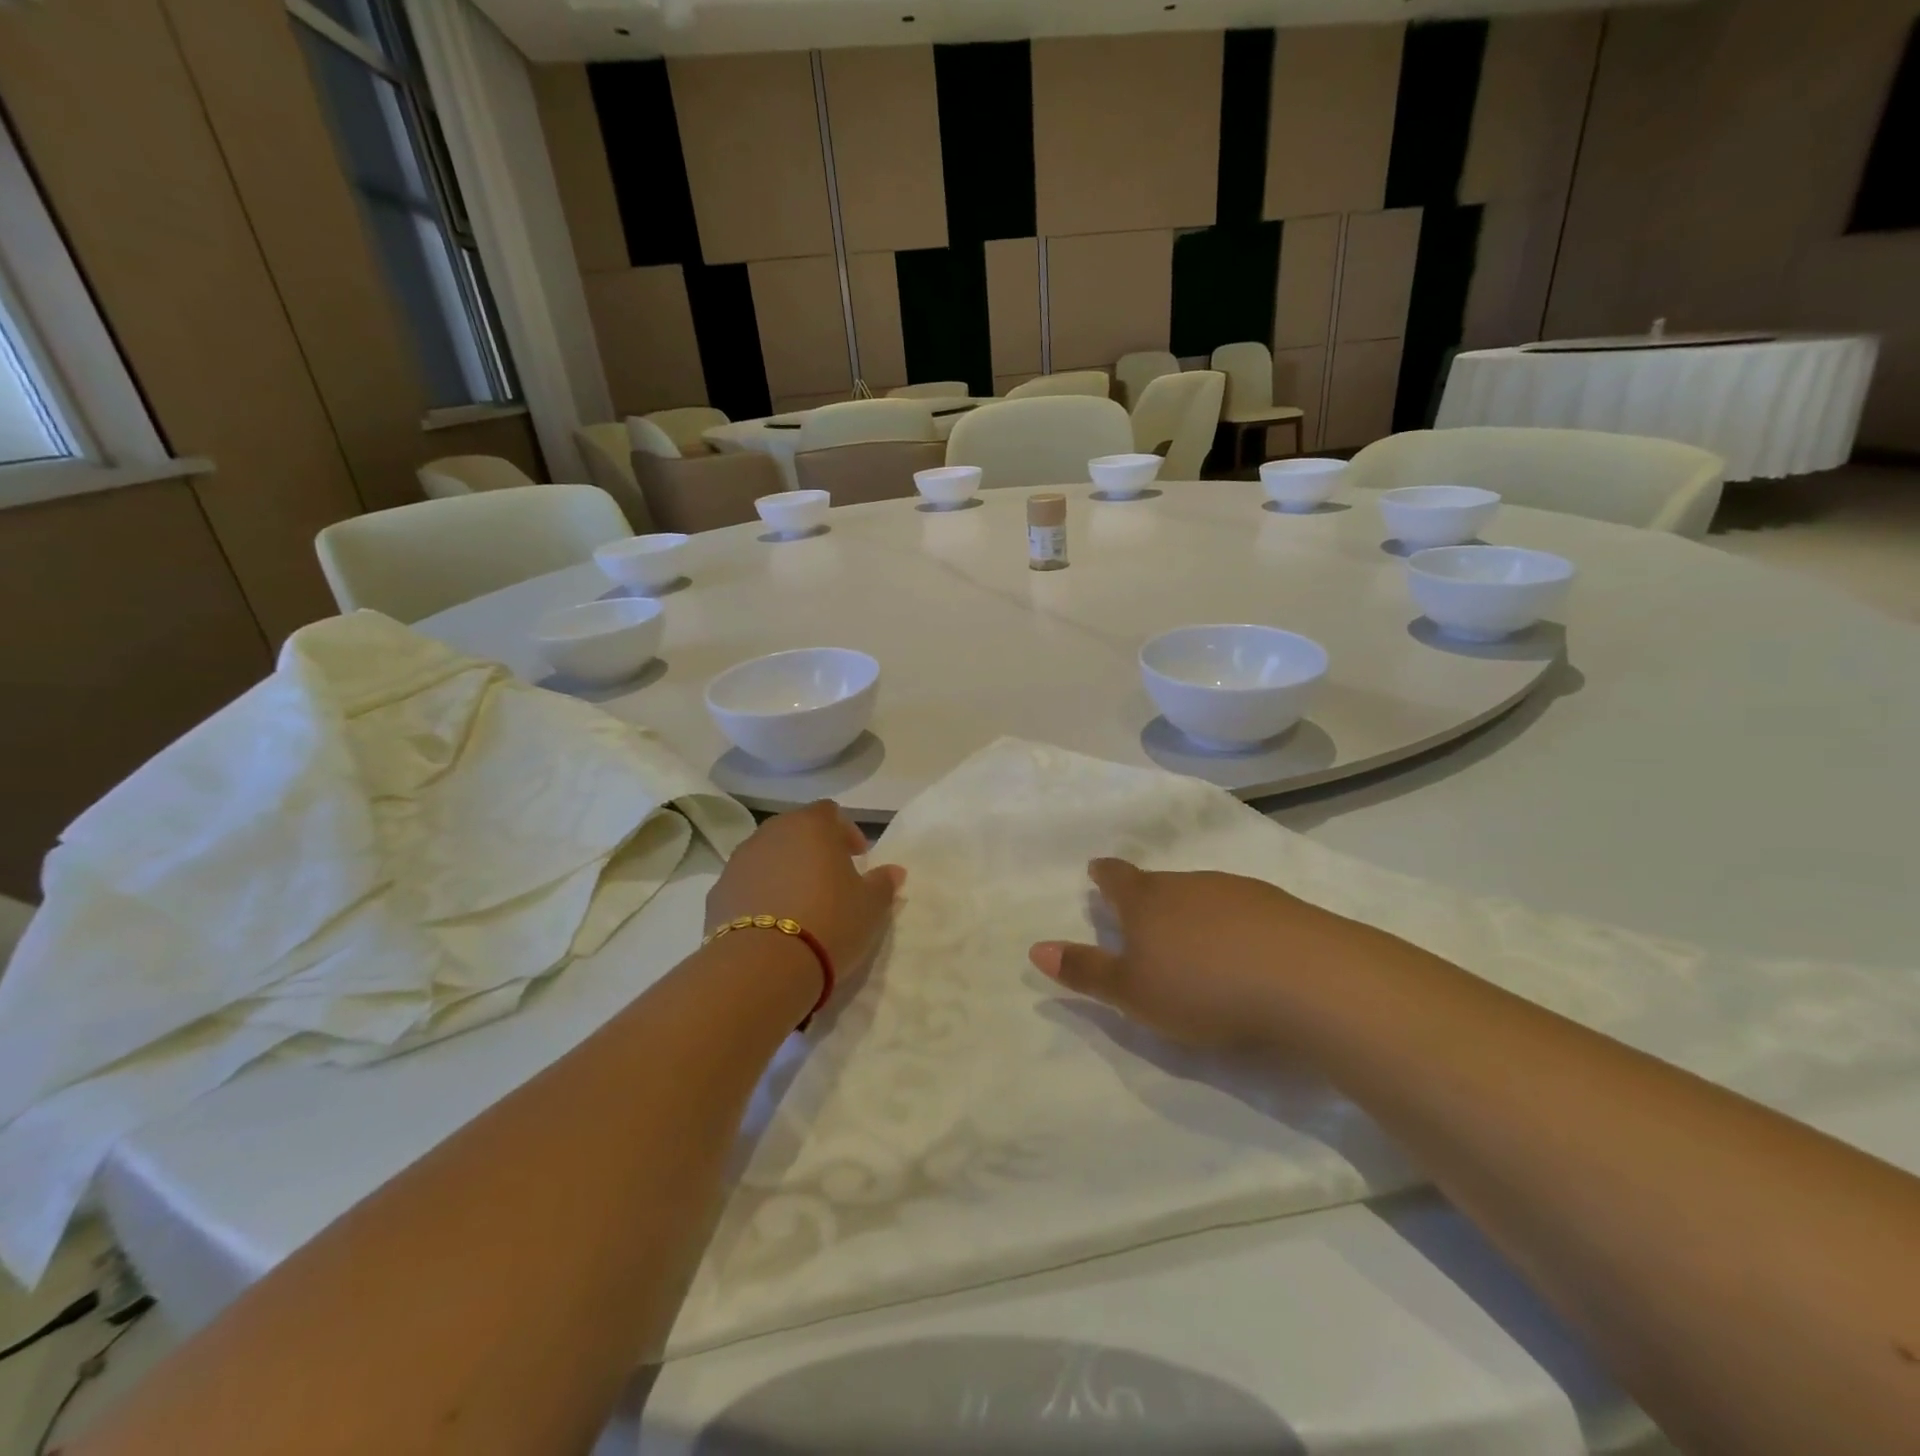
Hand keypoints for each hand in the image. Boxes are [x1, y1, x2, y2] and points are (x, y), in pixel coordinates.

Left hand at [706, 801, 905, 1001]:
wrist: (762, 967)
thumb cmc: (829, 923)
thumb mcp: (871, 906)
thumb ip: (883, 883)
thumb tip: (893, 871)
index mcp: (811, 826)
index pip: (830, 812)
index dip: (846, 831)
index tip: (858, 858)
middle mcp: (771, 833)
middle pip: (795, 830)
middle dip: (813, 849)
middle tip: (830, 879)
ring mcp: (739, 861)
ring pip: (767, 855)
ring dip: (784, 870)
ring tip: (800, 904)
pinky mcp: (717, 892)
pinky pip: (746, 884)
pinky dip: (760, 894)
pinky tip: (771, 924)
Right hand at [1028, 859, 1380, 1049]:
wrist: (1308, 980)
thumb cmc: (1203, 988)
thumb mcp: (1133, 992)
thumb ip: (1086, 971)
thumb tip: (1035, 948)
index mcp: (1147, 901)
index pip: (1116, 878)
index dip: (1104, 875)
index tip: (1097, 871)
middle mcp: (1188, 884)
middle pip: (1158, 883)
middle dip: (1146, 896)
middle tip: (1141, 913)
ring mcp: (1237, 890)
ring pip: (1201, 894)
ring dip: (1191, 910)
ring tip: (1191, 936)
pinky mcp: (1280, 907)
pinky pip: (1242, 909)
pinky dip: (1233, 923)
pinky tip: (1244, 949)